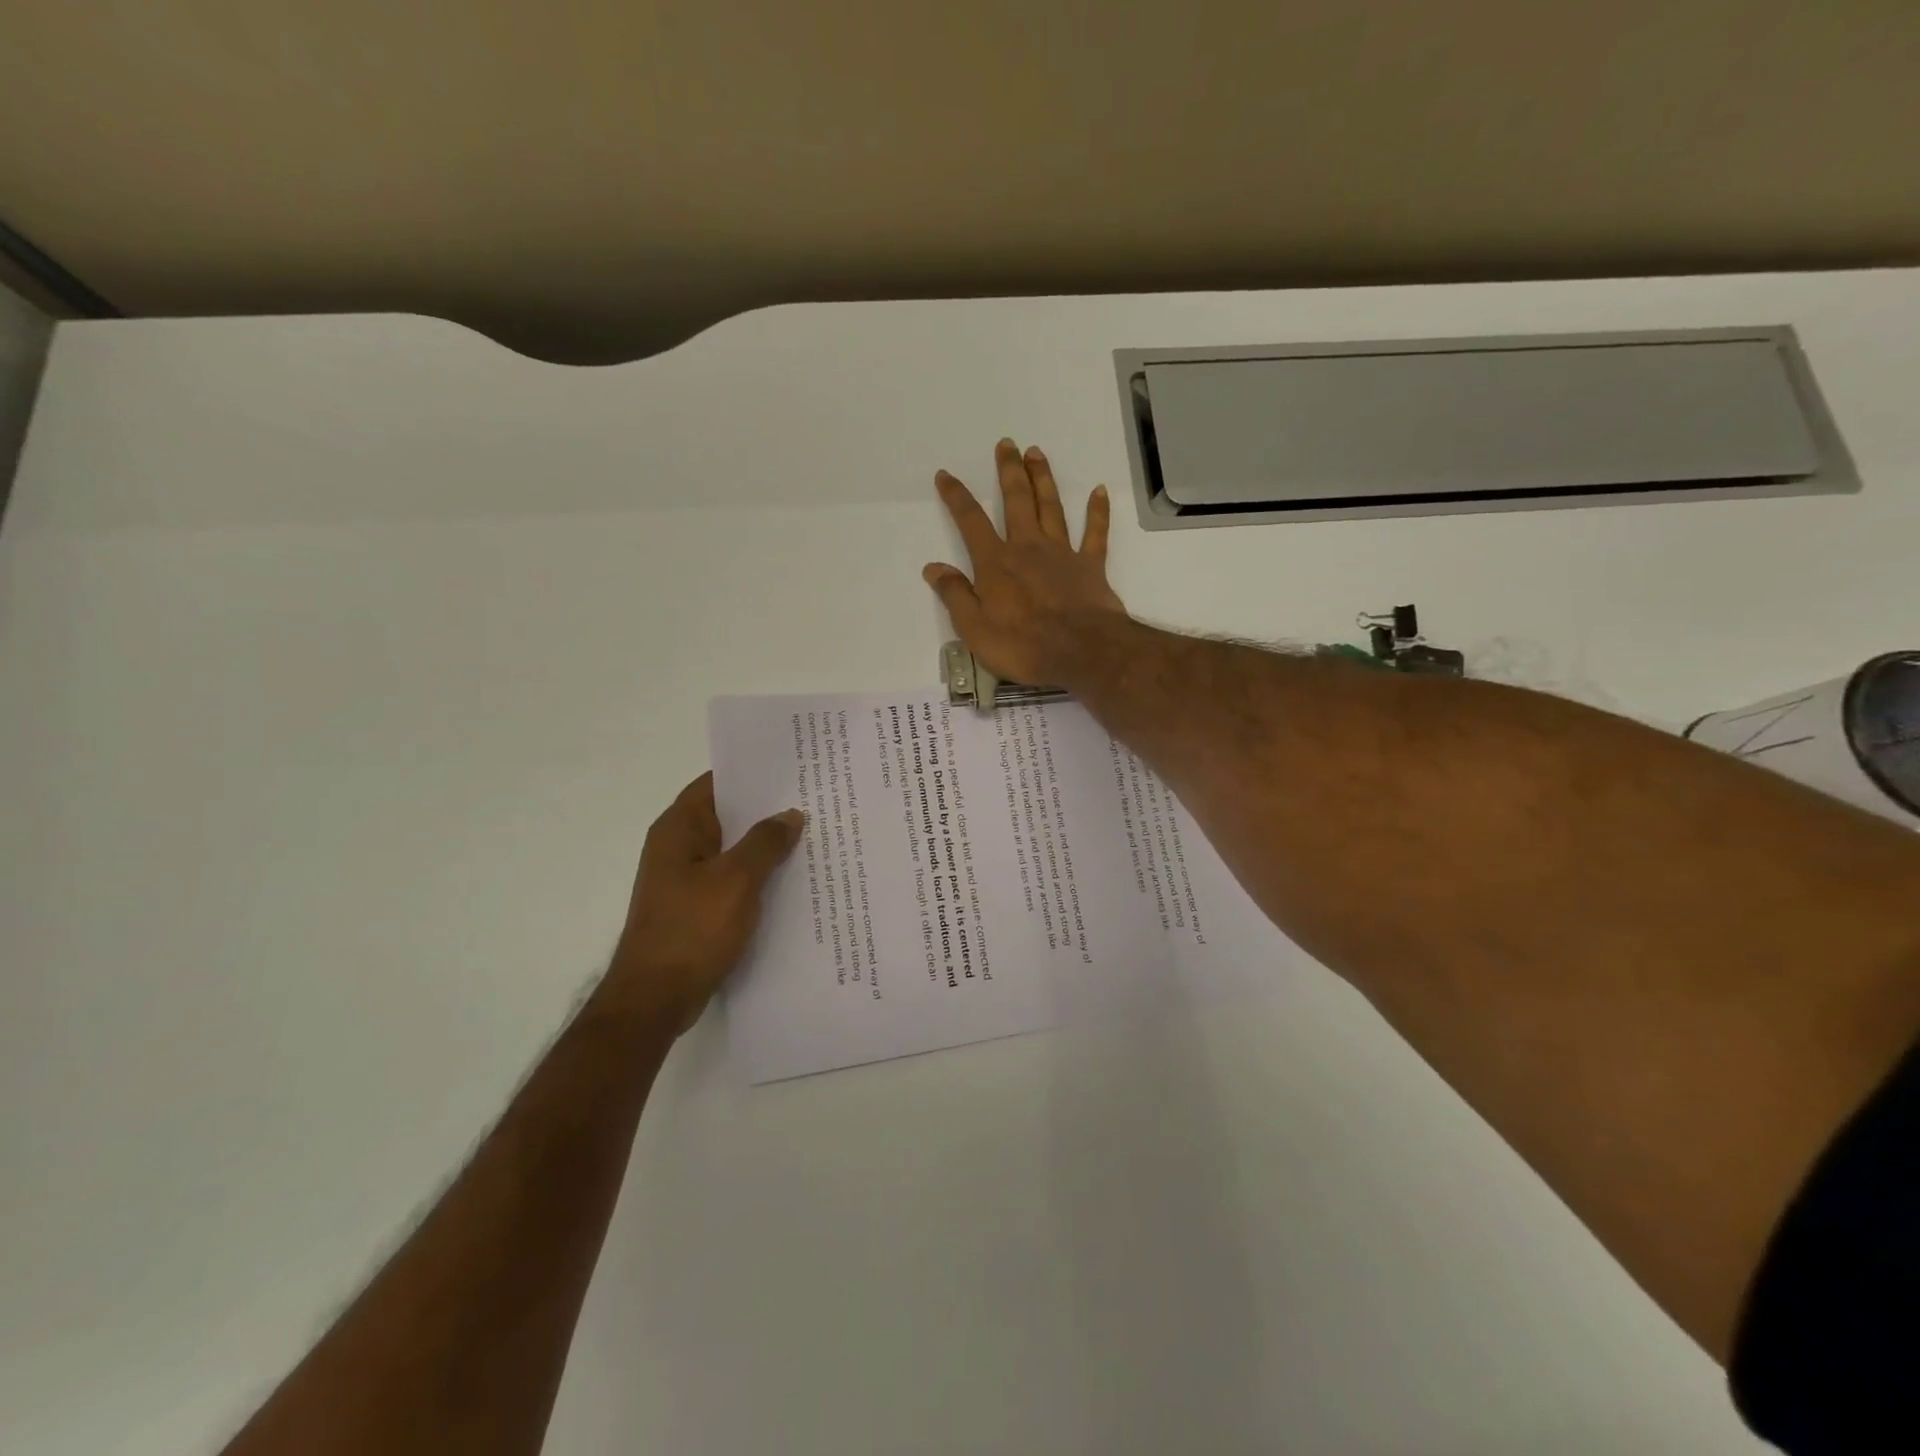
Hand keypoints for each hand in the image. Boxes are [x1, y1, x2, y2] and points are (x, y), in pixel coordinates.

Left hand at [610, 773, 802, 1034]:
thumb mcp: (737, 880)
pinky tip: (792, 880)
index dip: (753, 773)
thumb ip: (766, 842)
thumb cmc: (692, 929)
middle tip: (814, 800)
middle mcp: (679, 847)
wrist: (655, 999)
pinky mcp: (696, 907)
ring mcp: (686, 879)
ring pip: (733, 850)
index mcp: (679, 829)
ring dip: (765, 846)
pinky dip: (758, 876)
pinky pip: (732, 880)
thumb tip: (790, 815)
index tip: (793, 768)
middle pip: (728, 816)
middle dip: (767, 810)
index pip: (717, 783)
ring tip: (812, 836)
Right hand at [924, 439, 1127, 688]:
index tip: (946, 475)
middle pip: (1017, 501)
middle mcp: (1028, 548)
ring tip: (1037, 453)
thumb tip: (933, 568)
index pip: (971, 522)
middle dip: (1008, 471)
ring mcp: (1062, 554)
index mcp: (996, 563)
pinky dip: (1097, 512)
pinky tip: (1099, 492)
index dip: (956, 497)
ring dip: (1043, 479)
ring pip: (1052, 507)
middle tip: (1006, 444)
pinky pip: (1095, 533)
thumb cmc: (1022, 645)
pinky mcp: (1090, 566)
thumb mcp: (974, 628)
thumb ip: (954, 594)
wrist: (1080, 651)